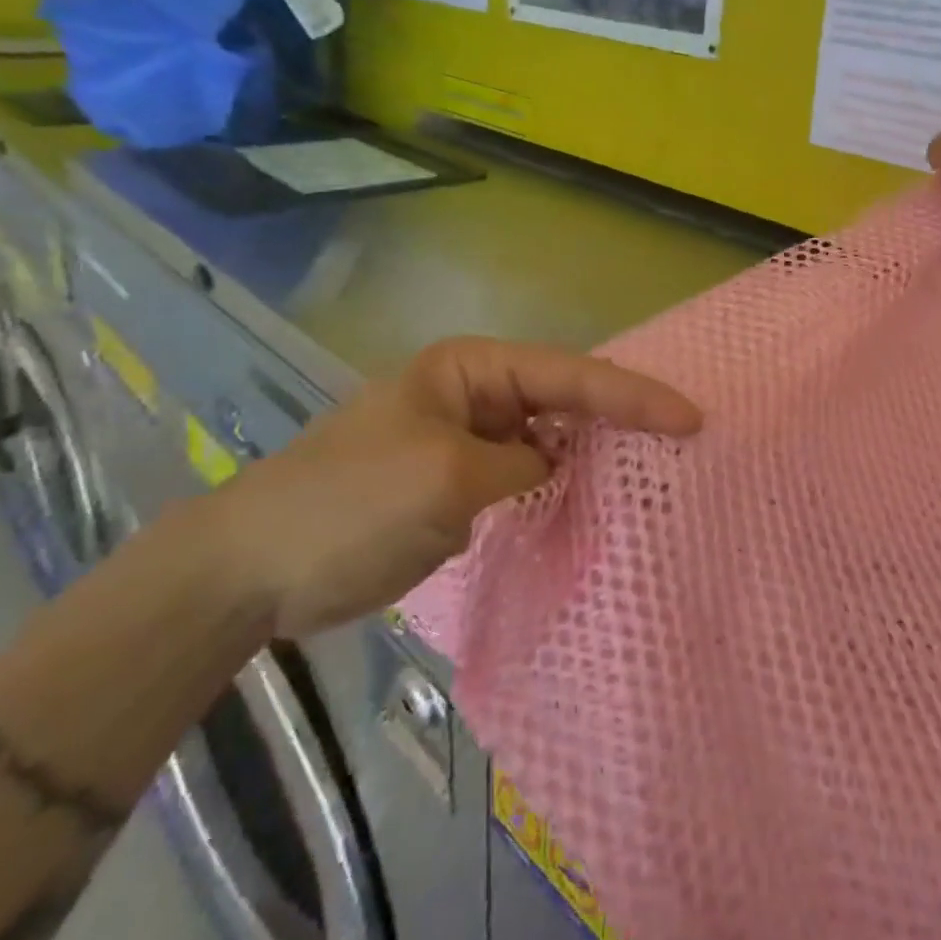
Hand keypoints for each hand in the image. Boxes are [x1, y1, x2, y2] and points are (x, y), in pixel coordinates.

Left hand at [214, 338, 702, 637]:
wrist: (250, 570)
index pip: (568, 375)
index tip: (690, 417)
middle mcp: (474, 392)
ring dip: (593, 453)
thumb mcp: (448, 480)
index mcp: (471, 369)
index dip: (633, 396)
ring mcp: (466, 437)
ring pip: (549, 437)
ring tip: (653, 467)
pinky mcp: (458, 481)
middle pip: (566, 398)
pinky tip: (590, 501)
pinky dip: (560, 485)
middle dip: (621, 416)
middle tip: (684, 437)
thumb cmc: (348, 506)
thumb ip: (521, 464)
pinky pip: (525, 473)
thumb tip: (552, 466)